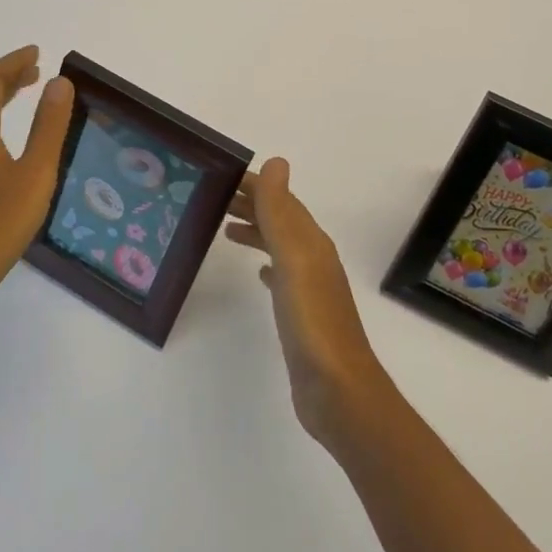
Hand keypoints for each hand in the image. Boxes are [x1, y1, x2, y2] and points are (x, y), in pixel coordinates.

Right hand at [223, 158, 388, 446]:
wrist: (337, 391)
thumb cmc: (312, 321)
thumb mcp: (293, 258)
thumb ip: (281, 212)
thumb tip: (276, 161)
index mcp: (312, 242)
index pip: (281, 200)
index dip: (255, 185)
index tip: (222, 176)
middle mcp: (313, 259)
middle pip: (281, 220)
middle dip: (252, 205)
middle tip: (214, 200)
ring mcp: (310, 289)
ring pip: (280, 247)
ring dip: (257, 232)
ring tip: (226, 230)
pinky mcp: (302, 317)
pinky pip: (282, 277)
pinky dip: (267, 265)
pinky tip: (259, 274)